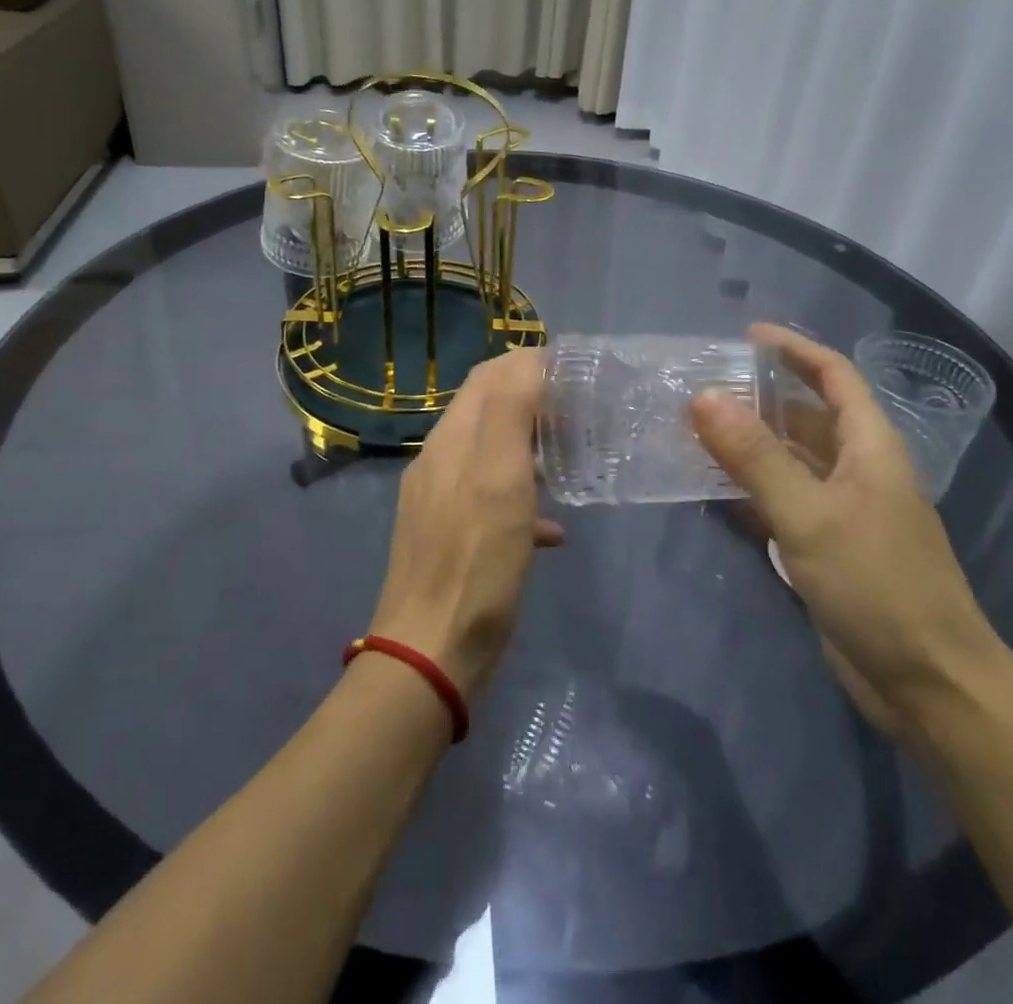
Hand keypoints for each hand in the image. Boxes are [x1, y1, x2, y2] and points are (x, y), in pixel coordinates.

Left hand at [368, 348, 563, 698]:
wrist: (431, 653)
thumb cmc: (475, 562)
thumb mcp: (501, 478)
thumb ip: (511, 412)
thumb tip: (530, 359)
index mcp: (451, 439)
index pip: (487, 376)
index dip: (529, 363)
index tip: (575, 373)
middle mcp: (439, 460)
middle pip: (488, 411)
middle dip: (533, 402)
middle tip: (581, 413)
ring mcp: (440, 500)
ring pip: (491, 455)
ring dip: (530, 448)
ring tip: (572, 459)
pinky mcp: (449, 536)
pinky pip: (490, 501)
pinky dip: (523, 499)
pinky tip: (554, 529)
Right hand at [691, 323, 1004, 739]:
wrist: (928, 683)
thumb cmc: (877, 583)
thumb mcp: (809, 513)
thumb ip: (754, 455)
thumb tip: (703, 396)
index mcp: (869, 445)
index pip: (834, 376)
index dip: (794, 349)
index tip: (745, 335)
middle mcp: (857, 469)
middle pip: (806, 416)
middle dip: (758, 398)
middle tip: (701, 388)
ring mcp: (842, 510)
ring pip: (790, 460)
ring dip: (748, 445)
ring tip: (694, 430)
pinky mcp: (827, 547)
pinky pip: (783, 502)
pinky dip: (750, 490)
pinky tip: (712, 489)